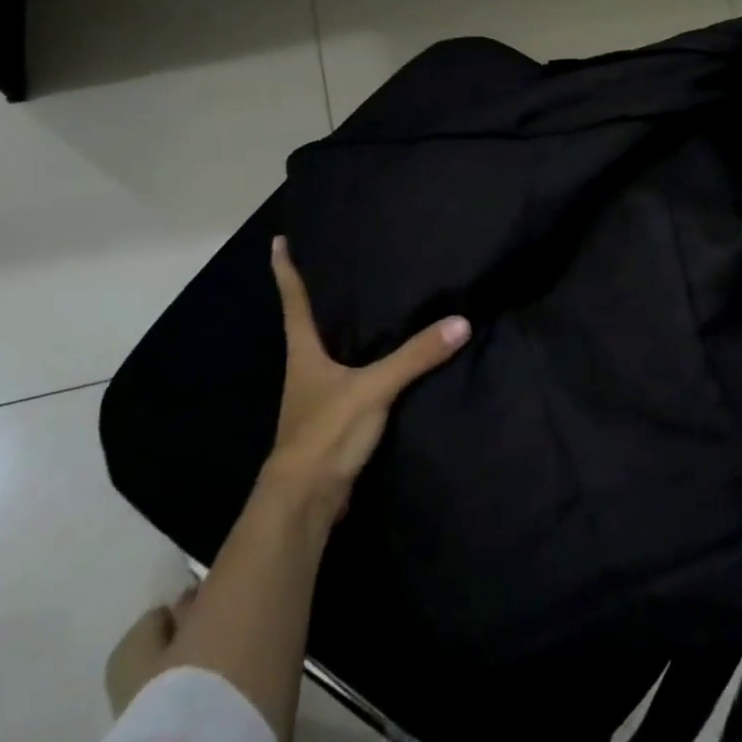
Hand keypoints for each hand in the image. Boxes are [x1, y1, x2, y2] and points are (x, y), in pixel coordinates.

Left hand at [266, 236, 470, 522]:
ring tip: (369, 302)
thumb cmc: (326, 431)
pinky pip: (350, 376)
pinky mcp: (335, 418)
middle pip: (309, 321)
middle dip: (320, 294)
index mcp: (304, 351)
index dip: (286, 270)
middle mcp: (306, 367)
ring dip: (342, 328)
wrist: (307, 500)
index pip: (294, 300)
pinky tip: (385, 357)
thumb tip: (461, 322)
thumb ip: (416, 356)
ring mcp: (318, 395)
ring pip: (329, 350)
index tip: (280, 241)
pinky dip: (362, 360)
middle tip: (341, 262)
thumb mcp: (374, 388)